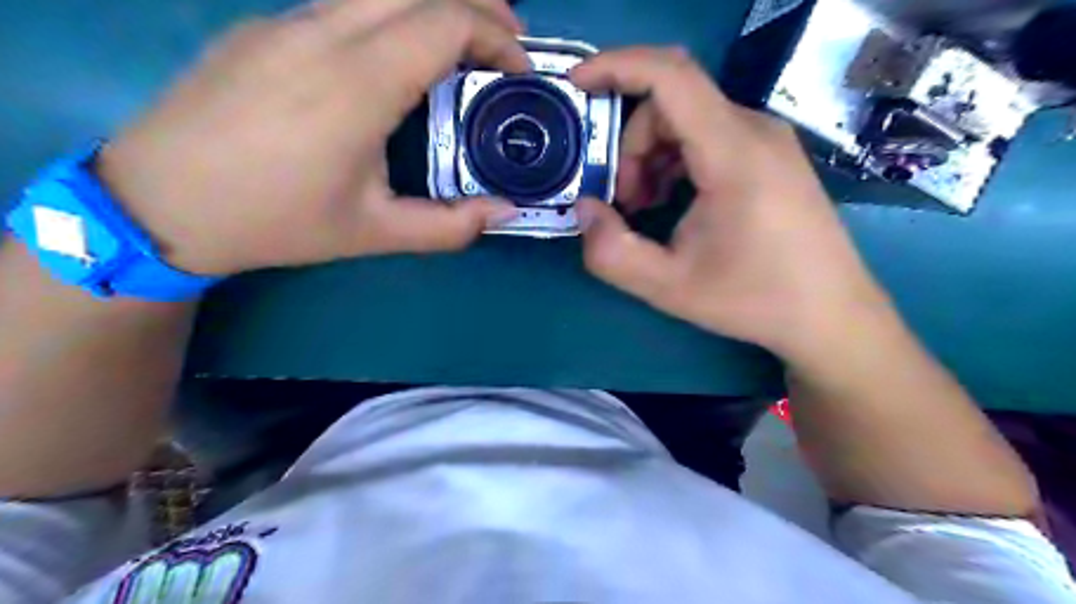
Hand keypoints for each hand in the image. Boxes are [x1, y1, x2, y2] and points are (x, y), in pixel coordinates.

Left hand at [97, 0, 527, 274]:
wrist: (161, 201)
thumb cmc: (276, 221)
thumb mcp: (374, 233)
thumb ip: (449, 227)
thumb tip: (506, 212)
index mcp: (358, 84)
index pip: (445, 23)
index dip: (496, 37)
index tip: (519, 70)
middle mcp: (325, 33)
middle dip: (477, 6)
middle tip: (506, 44)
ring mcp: (288, 21)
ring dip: (433, 4)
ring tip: (462, 42)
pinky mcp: (265, 26)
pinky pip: (344, 2)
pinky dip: (393, 14)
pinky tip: (397, 55)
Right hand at [571, 49, 892, 360]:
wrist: (830, 314)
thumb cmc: (754, 300)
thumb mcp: (669, 287)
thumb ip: (612, 252)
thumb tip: (584, 209)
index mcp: (734, 153)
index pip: (670, 76)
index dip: (616, 66)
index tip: (576, 84)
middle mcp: (755, 130)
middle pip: (671, 103)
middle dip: (630, 146)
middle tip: (623, 202)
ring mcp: (767, 140)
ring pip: (687, 119)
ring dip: (651, 156)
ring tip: (646, 208)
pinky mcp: (770, 155)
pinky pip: (707, 135)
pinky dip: (675, 160)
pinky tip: (672, 202)